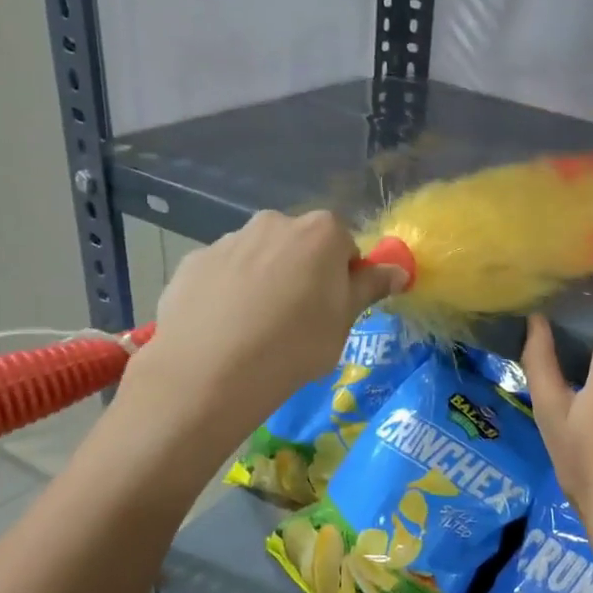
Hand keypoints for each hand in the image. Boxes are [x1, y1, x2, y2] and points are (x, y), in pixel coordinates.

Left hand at [121, 211, 404, 437]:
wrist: (211, 370)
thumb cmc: (296, 344)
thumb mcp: (345, 321)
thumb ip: (370, 287)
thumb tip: (398, 270)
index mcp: (321, 232)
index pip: (345, 244)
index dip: (344, 275)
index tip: (336, 307)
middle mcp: (274, 223)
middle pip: (300, 244)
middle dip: (303, 271)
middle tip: (299, 317)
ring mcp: (229, 240)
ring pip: (260, 256)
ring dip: (265, 279)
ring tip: (256, 327)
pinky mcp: (194, 262)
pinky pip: (224, 272)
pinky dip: (229, 291)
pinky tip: (225, 328)